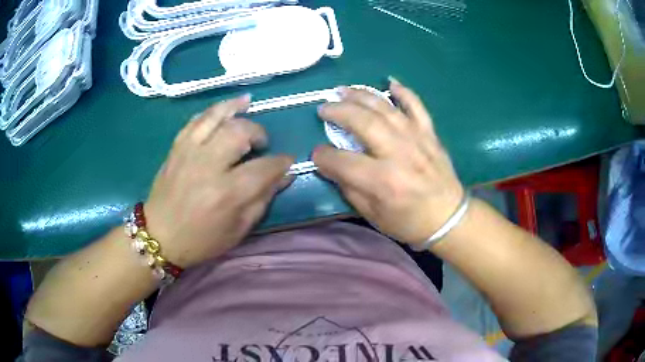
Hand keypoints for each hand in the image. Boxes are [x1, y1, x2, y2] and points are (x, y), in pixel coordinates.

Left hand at [144, 95, 293, 267]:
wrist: (159, 236)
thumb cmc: (201, 240)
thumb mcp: (238, 230)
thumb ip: (262, 200)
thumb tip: (284, 176)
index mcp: (227, 193)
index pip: (264, 167)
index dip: (281, 162)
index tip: (288, 161)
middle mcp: (208, 166)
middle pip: (240, 132)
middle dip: (258, 132)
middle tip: (261, 143)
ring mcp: (189, 152)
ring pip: (216, 117)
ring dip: (236, 108)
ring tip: (248, 104)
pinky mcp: (176, 148)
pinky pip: (195, 120)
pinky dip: (212, 110)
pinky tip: (225, 108)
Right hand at [312, 79, 463, 246]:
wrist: (448, 217)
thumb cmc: (409, 221)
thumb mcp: (373, 215)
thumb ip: (349, 189)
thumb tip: (332, 166)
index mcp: (382, 181)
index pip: (342, 161)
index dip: (323, 156)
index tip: (316, 154)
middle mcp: (398, 154)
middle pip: (362, 122)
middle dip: (338, 112)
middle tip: (324, 108)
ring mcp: (416, 139)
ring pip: (384, 108)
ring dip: (361, 95)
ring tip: (343, 91)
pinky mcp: (429, 133)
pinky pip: (416, 105)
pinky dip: (403, 92)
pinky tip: (389, 82)